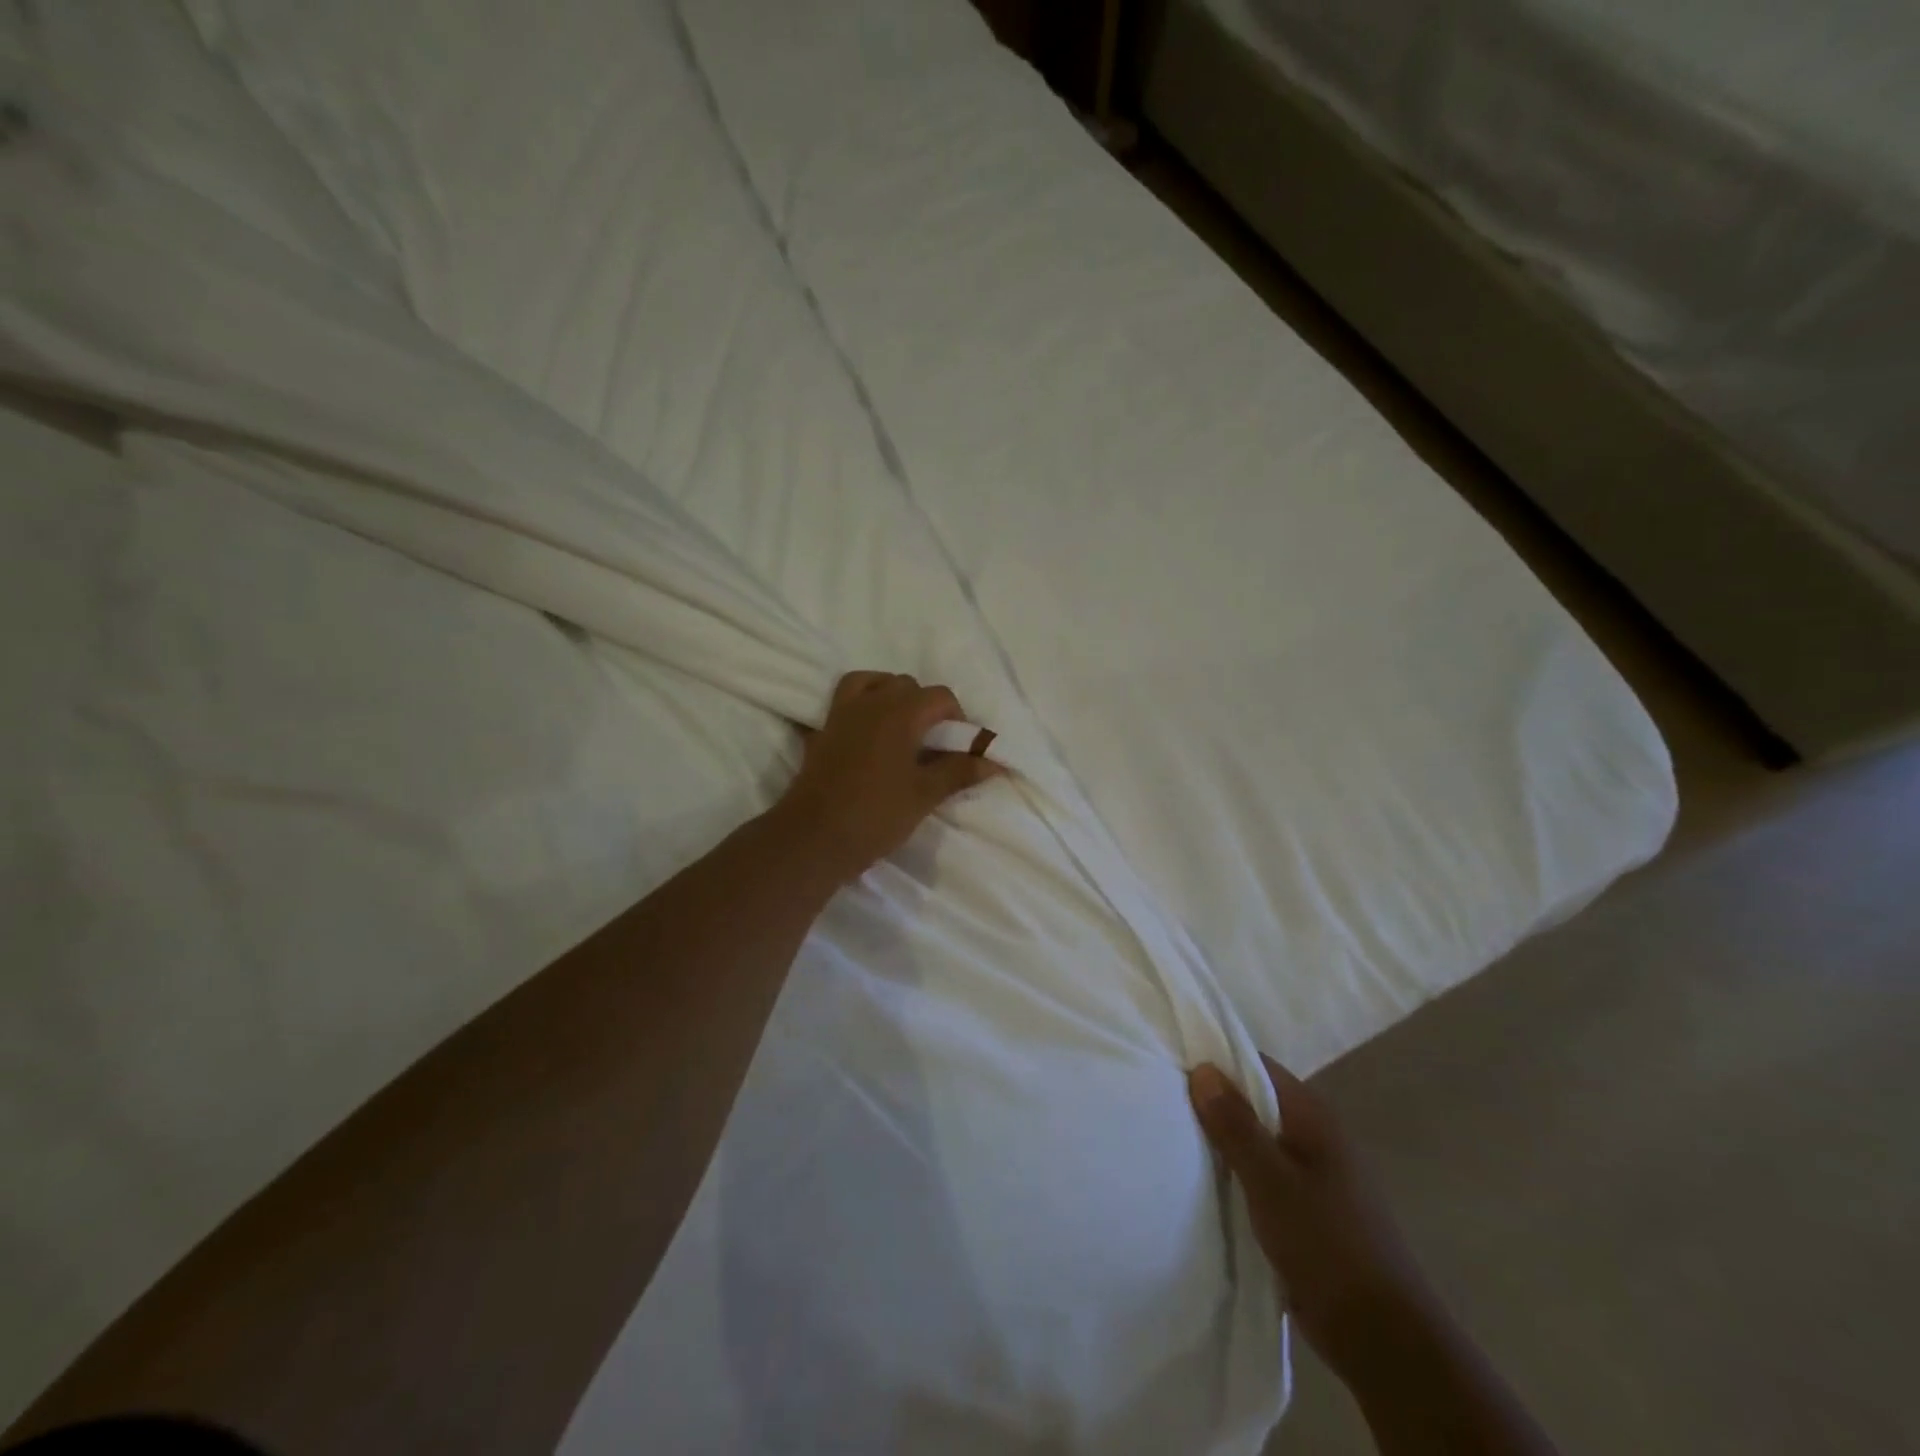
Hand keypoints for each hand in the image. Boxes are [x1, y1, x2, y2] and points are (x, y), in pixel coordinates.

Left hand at [776, 671, 1003, 882]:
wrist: (812, 838)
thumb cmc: (875, 815)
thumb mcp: (924, 795)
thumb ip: (959, 771)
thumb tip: (993, 761)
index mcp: (899, 712)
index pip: (939, 696)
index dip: (956, 718)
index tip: (959, 748)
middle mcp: (869, 703)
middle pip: (905, 684)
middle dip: (925, 706)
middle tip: (933, 743)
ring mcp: (840, 715)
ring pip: (871, 683)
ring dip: (890, 696)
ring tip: (901, 730)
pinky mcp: (821, 732)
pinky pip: (844, 703)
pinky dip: (861, 708)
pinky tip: (868, 737)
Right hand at [1188, 1057, 1433, 1380]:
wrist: (1384, 1340)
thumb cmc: (1327, 1246)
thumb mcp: (1271, 1181)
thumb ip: (1236, 1124)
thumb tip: (1203, 1068)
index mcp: (1312, 1114)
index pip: (1256, 1065)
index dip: (1215, 1060)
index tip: (1171, 1065)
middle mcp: (1314, 1133)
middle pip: (1254, 1100)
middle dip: (1213, 1102)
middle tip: (1164, 1103)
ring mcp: (1313, 1172)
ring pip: (1256, 1138)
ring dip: (1223, 1140)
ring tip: (1174, 1138)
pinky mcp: (1307, 1207)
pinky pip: (1262, 1172)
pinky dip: (1236, 1172)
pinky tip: (1206, 1182)